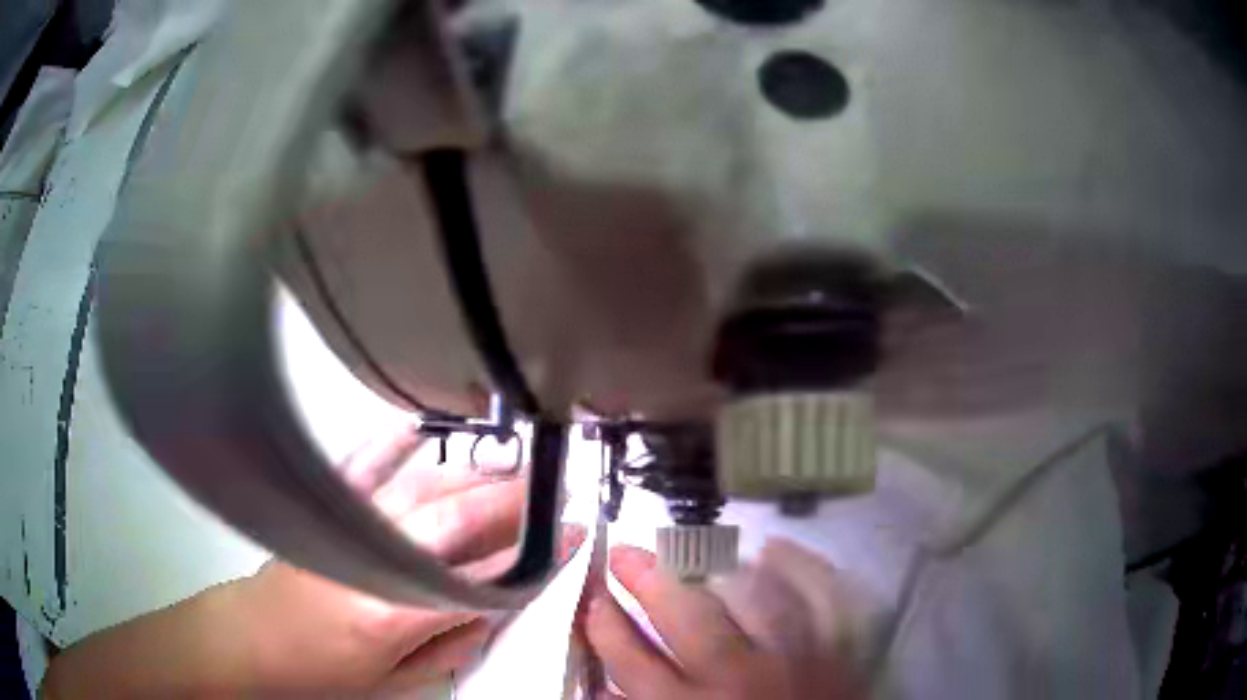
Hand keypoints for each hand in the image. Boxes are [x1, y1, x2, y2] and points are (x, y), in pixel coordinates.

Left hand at [45, 426, 581, 698]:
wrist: (251, 644)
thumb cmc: (319, 674)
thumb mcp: (396, 683)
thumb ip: (450, 645)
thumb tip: (494, 613)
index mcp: (393, 612)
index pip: (480, 580)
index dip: (531, 560)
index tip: (568, 539)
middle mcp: (372, 560)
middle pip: (456, 523)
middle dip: (512, 507)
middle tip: (553, 493)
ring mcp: (344, 528)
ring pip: (420, 490)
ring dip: (471, 476)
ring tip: (513, 467)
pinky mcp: (323, 512)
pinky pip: (361, 467)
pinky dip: (390, 443)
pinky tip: (417, 426)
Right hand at [583, 541, 863, 699]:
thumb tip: (604, 685)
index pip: (631, 660)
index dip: (605, 624)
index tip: (594, 598)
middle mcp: (738, 681)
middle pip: (686, 616)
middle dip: (647, 578)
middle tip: (626, 554)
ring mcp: (796, 657)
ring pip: (753, 595)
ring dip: (719, 569)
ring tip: (697, 558)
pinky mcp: (840, 645)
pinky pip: (820, 591)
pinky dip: (798, 564)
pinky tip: (772, 549)